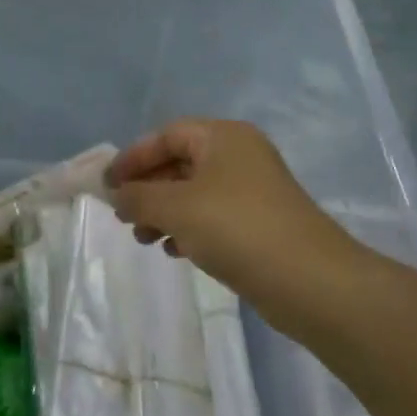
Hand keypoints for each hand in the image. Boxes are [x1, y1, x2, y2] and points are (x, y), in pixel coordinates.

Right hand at [107, 119, 361, 331]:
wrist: (309, 280)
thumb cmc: (236, 228)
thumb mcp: (176, 207)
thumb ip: (138, 197)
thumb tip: (117, 196)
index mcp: (223, 137)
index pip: (166, 135)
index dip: (133, 157)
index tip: (107, 185)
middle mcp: (239, 155)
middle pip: (180, 162)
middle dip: (147, 188)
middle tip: (123, 215)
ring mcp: (252, 190)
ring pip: (194, 192)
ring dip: (163, 212)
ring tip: (144, 239)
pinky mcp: (259, 223)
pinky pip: (212, 216)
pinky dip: (188, 228)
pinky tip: (174, 251)